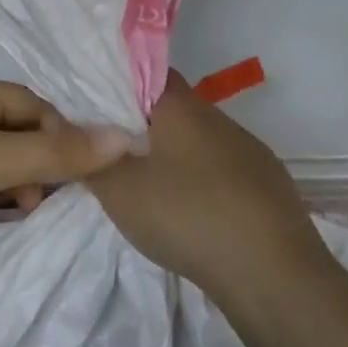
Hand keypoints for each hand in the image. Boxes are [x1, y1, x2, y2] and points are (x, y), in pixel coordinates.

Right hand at [88, 71, 325, 302]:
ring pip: (201, 140)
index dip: (119, 86)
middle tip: (115, 154)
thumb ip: (90, 160)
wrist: (273, 273)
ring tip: (152, 188)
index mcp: (182, 107)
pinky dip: (203, 182)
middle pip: (173, 108)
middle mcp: (218, 118)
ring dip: (176, 156)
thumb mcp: (119, 191)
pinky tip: (194, 213)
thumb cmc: (187, 216)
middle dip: (144, 126)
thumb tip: (74, 136)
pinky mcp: (270, 184)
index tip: (97, 111)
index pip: (146, 73)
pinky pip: (225, 170)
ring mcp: (250, 150)